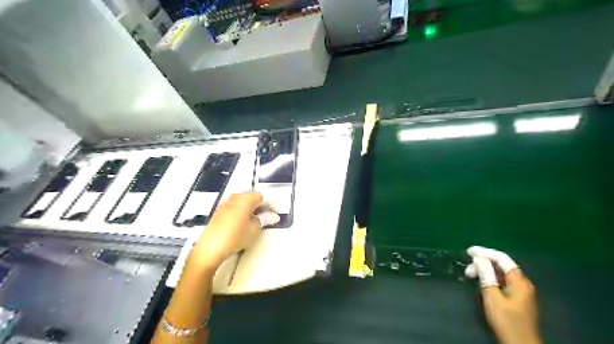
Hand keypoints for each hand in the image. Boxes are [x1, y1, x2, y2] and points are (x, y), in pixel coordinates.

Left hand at [186, 192, 280, 272]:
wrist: (211, 247)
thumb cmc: (236, 236)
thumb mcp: (254, 229)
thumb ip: (264, 219)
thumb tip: (272, 216)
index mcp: (245, 199)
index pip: (260, 197)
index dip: (267, 205)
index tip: (271, 214)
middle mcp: (235, 197)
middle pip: (250, 197)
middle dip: (257, 206)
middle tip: (263, 218)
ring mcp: (225, 203)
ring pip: (241, 202)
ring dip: (248, 209)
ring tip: (251, 222)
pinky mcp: (218, 211)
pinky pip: (233, 207)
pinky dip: (239, 212)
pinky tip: (240, 224)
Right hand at [466, 246, 541, 343]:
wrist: (520, 343)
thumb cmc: (506, 320)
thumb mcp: (492, 296)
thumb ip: (486, 275)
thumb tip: (479, 257)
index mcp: (518, 281)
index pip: (501, 258)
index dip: (485, 252)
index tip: (468, 251)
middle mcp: (522, 283)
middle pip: (501, 265)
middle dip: (483, 263)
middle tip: (467, 269)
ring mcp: (520, 291)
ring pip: (500, 273)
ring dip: (485, 271)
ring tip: (470, 275)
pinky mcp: (517, 298)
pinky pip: (502, 281)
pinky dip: (490, 278)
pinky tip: (481, 282)